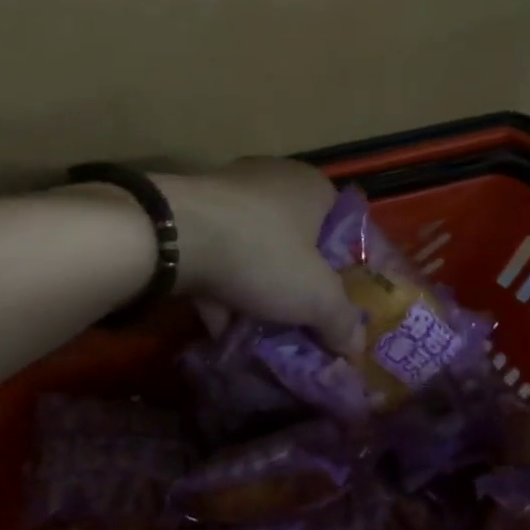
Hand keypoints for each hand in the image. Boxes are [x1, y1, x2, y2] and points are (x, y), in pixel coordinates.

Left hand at [155, 160, 364, 355]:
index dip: (344, 267)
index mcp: (311, 188)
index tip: (340, 302)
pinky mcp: (189, 220)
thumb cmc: (263, 253)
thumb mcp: (316, 296)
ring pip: (253, 254)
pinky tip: (224, 333)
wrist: (174, 237)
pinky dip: (222, 296)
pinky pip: (217, 262)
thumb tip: (355, 348)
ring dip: (257, 295)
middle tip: (304, 323)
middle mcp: (270, 182)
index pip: (342, 226)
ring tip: (264, 336)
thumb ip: (341, 321)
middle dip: (297, 286)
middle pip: (295, 244)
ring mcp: (225, 199)